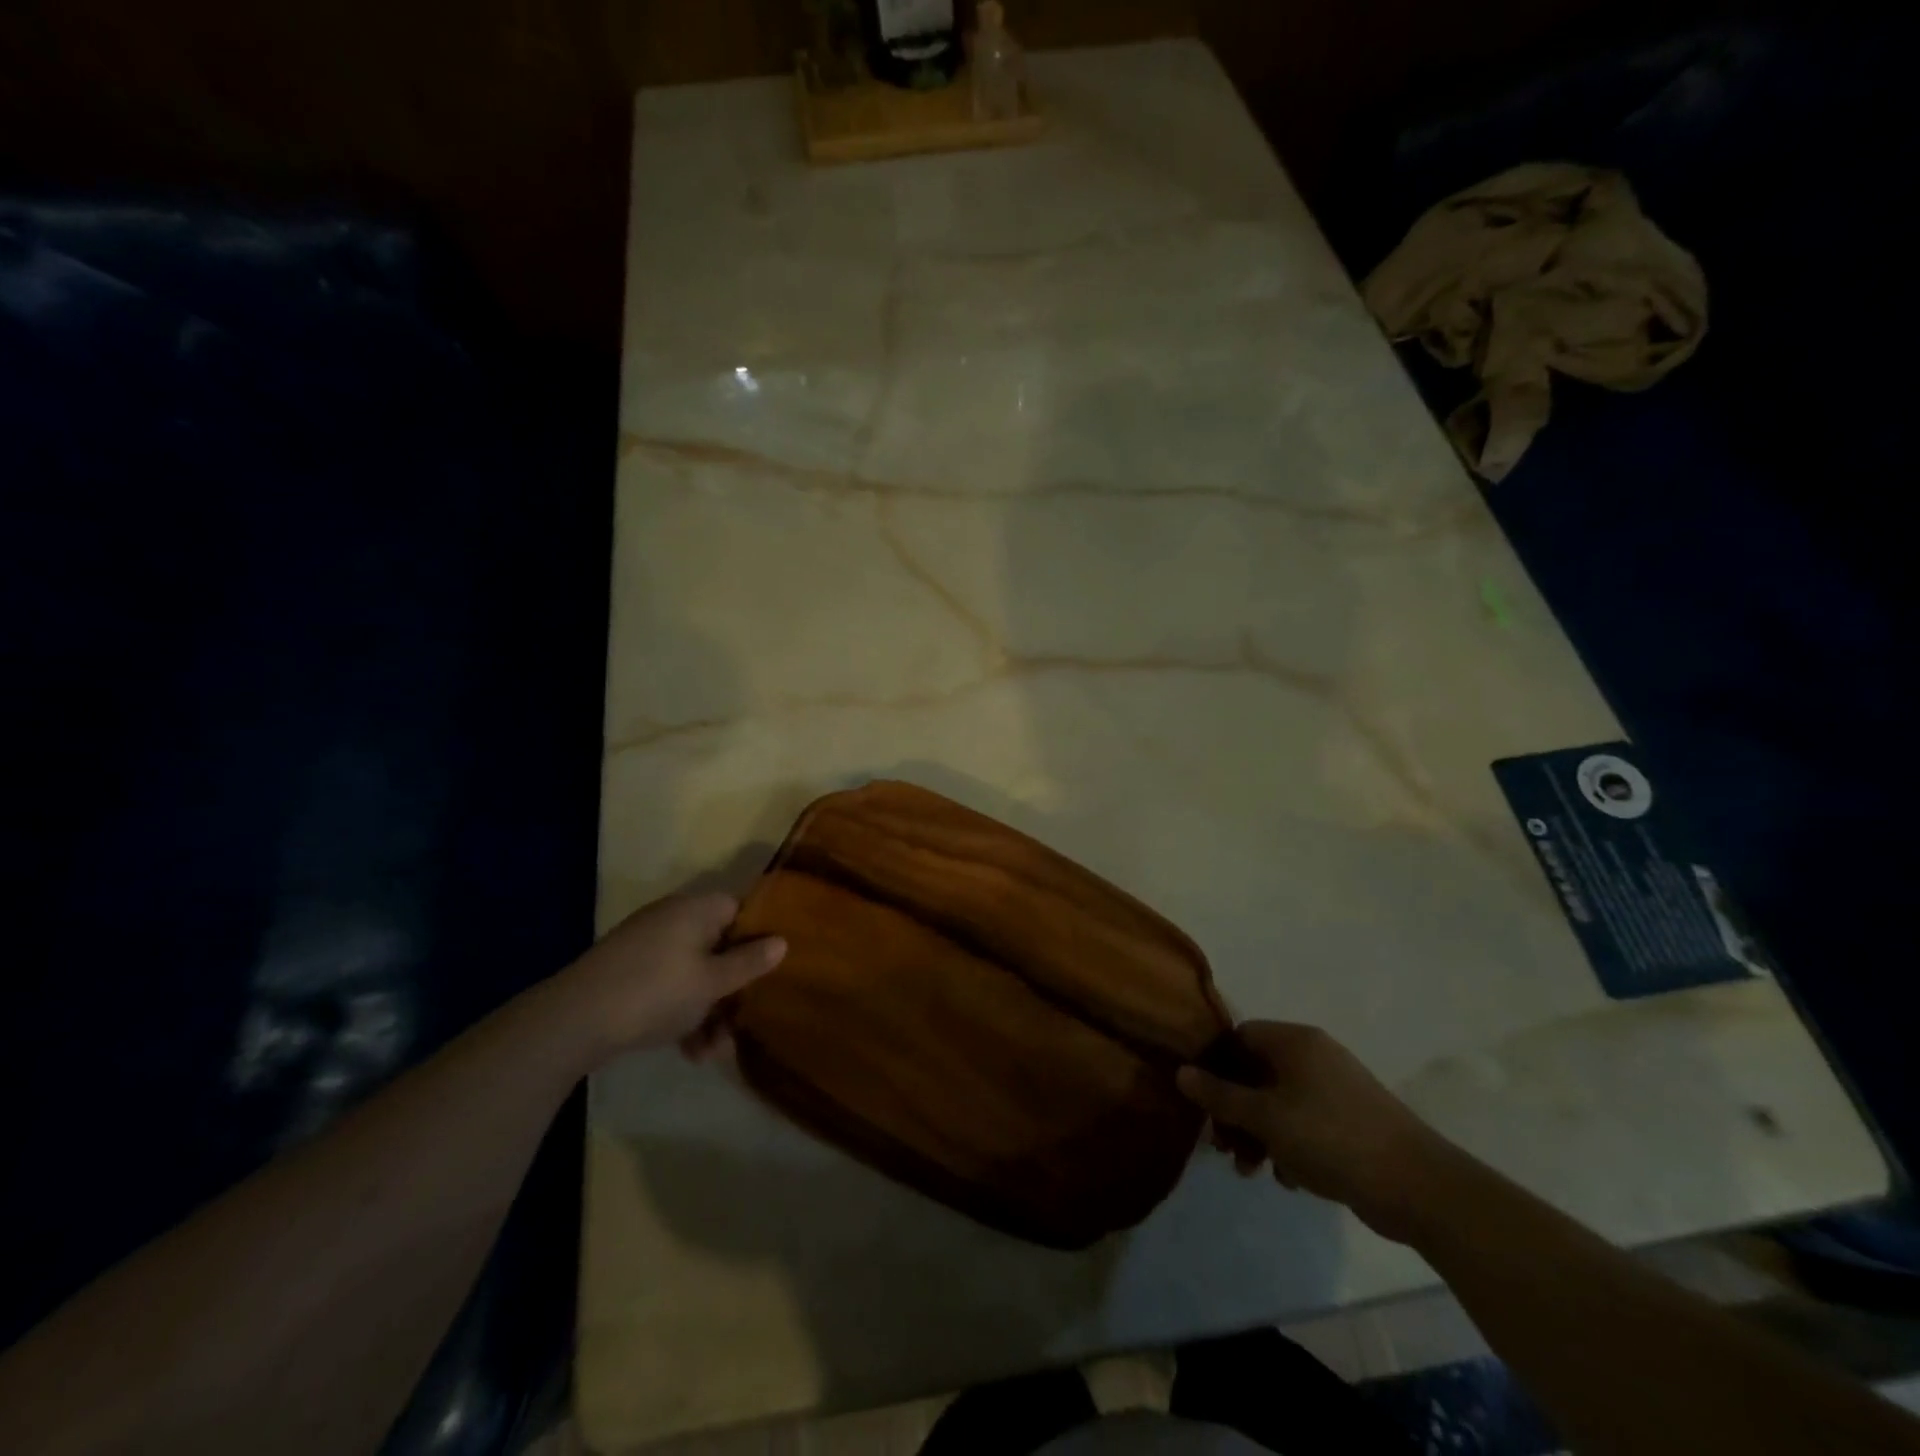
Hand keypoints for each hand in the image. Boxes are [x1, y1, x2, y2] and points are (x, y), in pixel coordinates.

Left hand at [552, 893, 784, 1061]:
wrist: (574, 1020)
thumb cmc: (656, 991)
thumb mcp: (712, 982)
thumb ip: (749, 963)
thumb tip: (782, 941)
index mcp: (695, 910)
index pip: (739, 909)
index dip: (758, 935)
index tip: (771, 967)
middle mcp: (671, 920)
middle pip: (717, 946)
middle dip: (732, 988)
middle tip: (743, 1022)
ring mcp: (646, 947)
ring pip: (693, 973)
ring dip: (708, 1011)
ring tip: (714, 1053)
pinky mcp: (627, 974)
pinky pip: (667, 987)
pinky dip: (681, 1013)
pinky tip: (689, 1052)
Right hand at [1178, 1021, 1456, 1242]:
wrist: (1418, 1187)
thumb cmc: (1331, 1138)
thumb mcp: (1266, 1118)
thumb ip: (1220, 1096)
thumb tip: (1181, 1072)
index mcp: (1295, 1041)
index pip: (1239, 1037)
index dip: (1215, 1066)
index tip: (1201, 1101)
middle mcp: (1314, 1055)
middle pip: (1256, 1073)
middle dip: (1235, 1110)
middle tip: (1222, 1147)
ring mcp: (1336, 1088)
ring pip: (1278, 1102)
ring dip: (1258, 1133)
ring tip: (1251, 1170)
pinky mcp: (1351, 1120)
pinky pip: (1304, 1122)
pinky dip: (1289, 1144)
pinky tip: (1289, 1178)